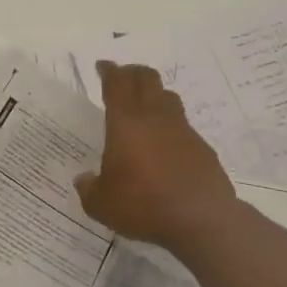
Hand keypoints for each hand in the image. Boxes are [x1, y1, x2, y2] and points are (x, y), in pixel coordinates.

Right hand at [75, 61, 236, 251]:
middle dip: (133, 73)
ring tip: (145, 106)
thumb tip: (84, 180)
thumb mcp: (101, 204)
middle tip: (123, 77)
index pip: (117, 84)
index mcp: (125, 123)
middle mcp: (154, 118)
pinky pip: (183, 126)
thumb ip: (89, 189)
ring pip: (168, 98)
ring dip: (155, 94)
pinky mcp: (202, 148)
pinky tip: (165, 145)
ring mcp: (182, 130)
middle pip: (147, 79)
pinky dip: (170, 126)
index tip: (103, 66)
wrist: (201, 220)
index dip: (109, 71)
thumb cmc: (143, 204)